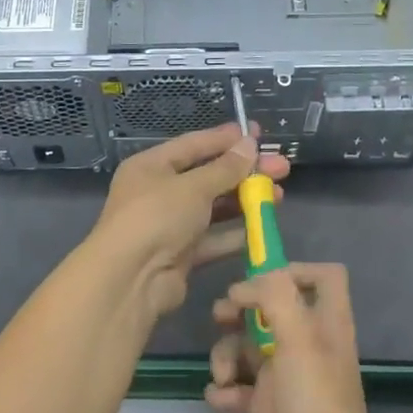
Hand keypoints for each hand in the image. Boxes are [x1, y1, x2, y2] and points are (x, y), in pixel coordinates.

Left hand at [89, 123, 288, 318]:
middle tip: (282, 167)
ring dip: (244, 201)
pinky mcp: (181, 254)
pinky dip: (236, 233)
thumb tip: (250, 143)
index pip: (193, 145)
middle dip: (244, 172)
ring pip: (213, 208)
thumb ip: (225, 168)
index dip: (226, 139)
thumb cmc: (157, 217)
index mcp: (151, 166)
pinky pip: (213, 238)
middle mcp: (158, 192)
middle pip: (208, 176)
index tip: (258, 133)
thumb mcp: (193, 186)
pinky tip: (263, 226)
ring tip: (279, 196)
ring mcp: (169, 225)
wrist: (130, 279)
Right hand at [206, 262, 385, 412]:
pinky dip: (225, 389)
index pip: (322, 277)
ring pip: (248, 346)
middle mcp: (307, 344)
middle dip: (241, 310)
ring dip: (226, 354)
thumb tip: (243, 287)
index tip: (260, 282)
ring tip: (222, 375)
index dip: (293, 270)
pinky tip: (219, 398)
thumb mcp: (299, 340)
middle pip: (271, 309)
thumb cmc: (316, 404)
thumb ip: (275, 297)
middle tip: (222, 317)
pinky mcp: (269, 408)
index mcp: (325, 323)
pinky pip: (239, 386)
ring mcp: (287, 377)